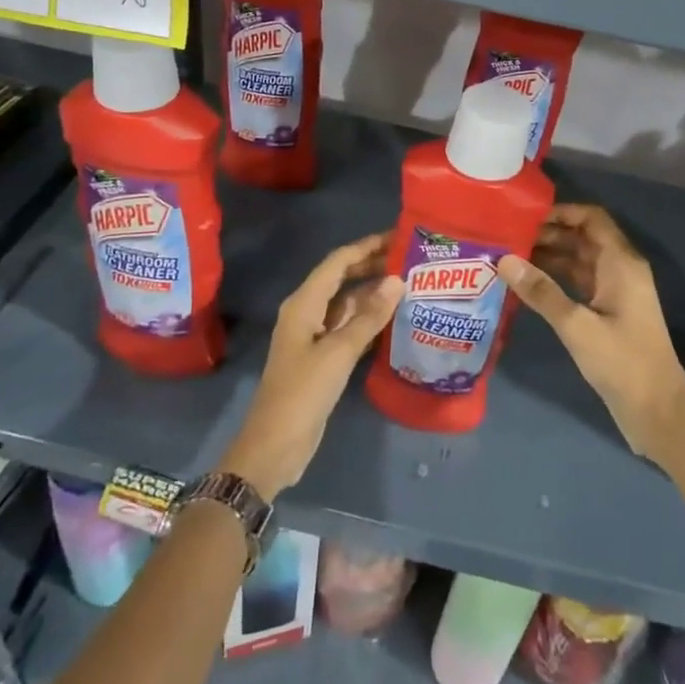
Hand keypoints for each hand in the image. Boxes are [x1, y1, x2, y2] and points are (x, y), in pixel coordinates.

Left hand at [221, 233, 403, 500]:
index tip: (398, 236)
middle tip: (410, 259)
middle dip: (372, 266)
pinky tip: (395, 320)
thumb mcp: (338, 353)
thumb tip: (397, 280)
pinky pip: (349, 327)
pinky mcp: (322, 358)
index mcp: (303, 303)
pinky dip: (369, 320)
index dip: (367, 246)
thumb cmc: (302, 393)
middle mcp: (307, 312)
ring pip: (347, 304)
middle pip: (342, 279)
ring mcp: (314, 336)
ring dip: (374, 294)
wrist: (274, 447)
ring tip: (410, 285)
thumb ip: (369, 317)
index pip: (338, 262)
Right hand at [497, 205, 684, 459]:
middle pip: (582, 237)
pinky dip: (555, 279)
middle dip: (547, 234)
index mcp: (621, 262)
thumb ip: (541, 292)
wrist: (658, 411)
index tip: (525, 216)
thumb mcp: (577, 326)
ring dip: (548, 257)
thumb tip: (504, 260)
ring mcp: (614, 292)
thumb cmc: (622, 362)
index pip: (591, 218)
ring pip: (578, 261)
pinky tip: (526, 285)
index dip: (561, 212)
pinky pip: (578, 283)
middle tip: (507, 237)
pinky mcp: (607, 313)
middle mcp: (620, 269)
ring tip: (509, 257)